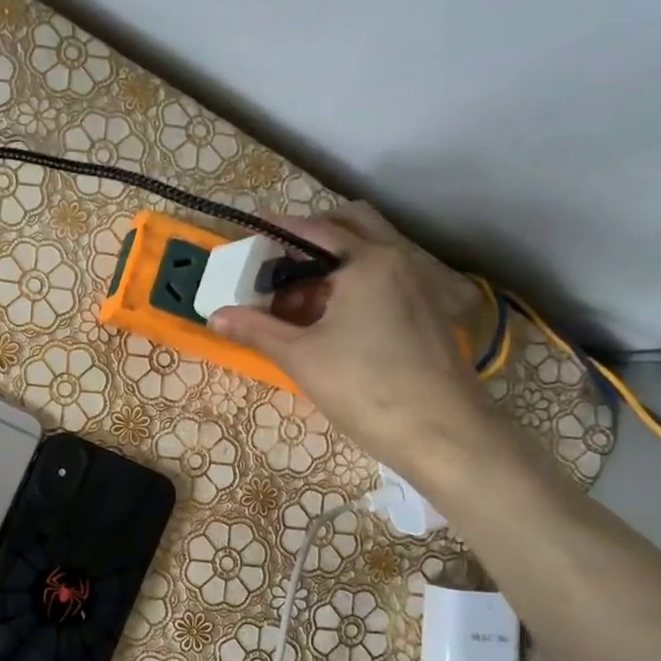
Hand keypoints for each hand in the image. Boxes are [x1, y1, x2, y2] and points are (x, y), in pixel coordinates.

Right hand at [209, 202, 500, 484]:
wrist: (444, 434)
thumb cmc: (365, 388)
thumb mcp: (300, 357)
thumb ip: (256, 329)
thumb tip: (215, 314)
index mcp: (367, 262)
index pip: (314, 230)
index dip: (277, 231)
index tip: (249, 236)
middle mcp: (399, 260)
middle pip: (351, 227)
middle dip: (311, 240)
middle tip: (278, 266)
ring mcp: (421, 284)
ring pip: (370, 255)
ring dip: (333, 266)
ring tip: (298, 303)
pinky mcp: (430, 311)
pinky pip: (386, 279)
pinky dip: (355, 285)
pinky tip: (333, 322)